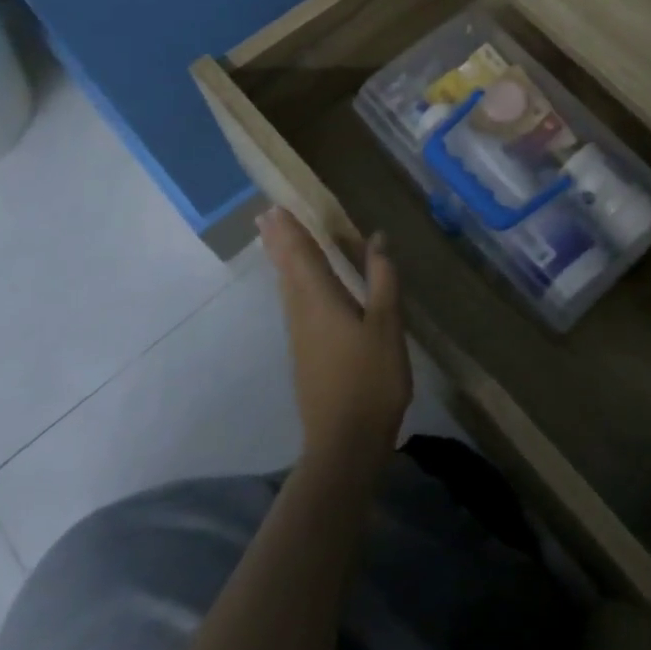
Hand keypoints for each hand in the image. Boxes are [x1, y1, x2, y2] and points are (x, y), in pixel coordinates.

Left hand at [258, 208, 410, 476]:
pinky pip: (293, 303)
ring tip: (274, 240)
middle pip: (286, 268)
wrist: (344, 443)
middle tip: (264, 215)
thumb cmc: (370, 379)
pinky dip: (290, 282)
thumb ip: (382, 279)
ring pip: (286, 287)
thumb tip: (377, 238)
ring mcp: (300, 336)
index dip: (291, 230)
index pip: (302, 255)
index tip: (276, 206)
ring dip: (281, 260)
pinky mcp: (304, 354)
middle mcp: (303, 312)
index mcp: (321, 300)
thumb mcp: (386, 325)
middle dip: (278, 241)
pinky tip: (296, 287)